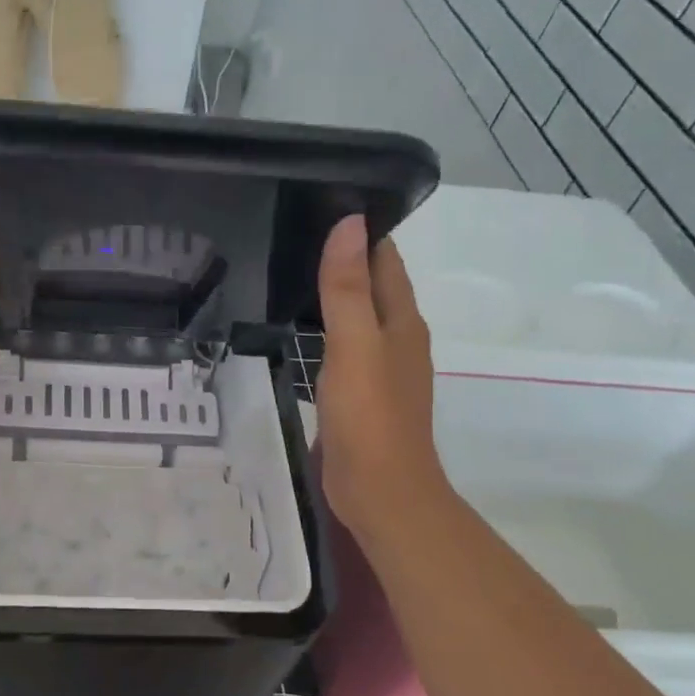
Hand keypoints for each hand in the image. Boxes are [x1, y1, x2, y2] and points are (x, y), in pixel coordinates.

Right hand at [315, 215, 451, 540]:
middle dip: (345, 259)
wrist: (380, 492)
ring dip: (335, 296)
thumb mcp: (355, 344)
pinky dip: (326, 331)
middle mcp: (397, 340)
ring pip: (358, 318)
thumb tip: (350, 222)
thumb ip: (347, 287)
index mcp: (402, 322)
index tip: (323, 204)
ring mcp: (380, 371)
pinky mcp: (361, 397)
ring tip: (292, 273)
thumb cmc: (369, 416)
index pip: (385, 261)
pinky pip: (344, 349)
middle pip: (373, 287)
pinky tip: (300, 332)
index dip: (362, 231)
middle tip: (294, 233)